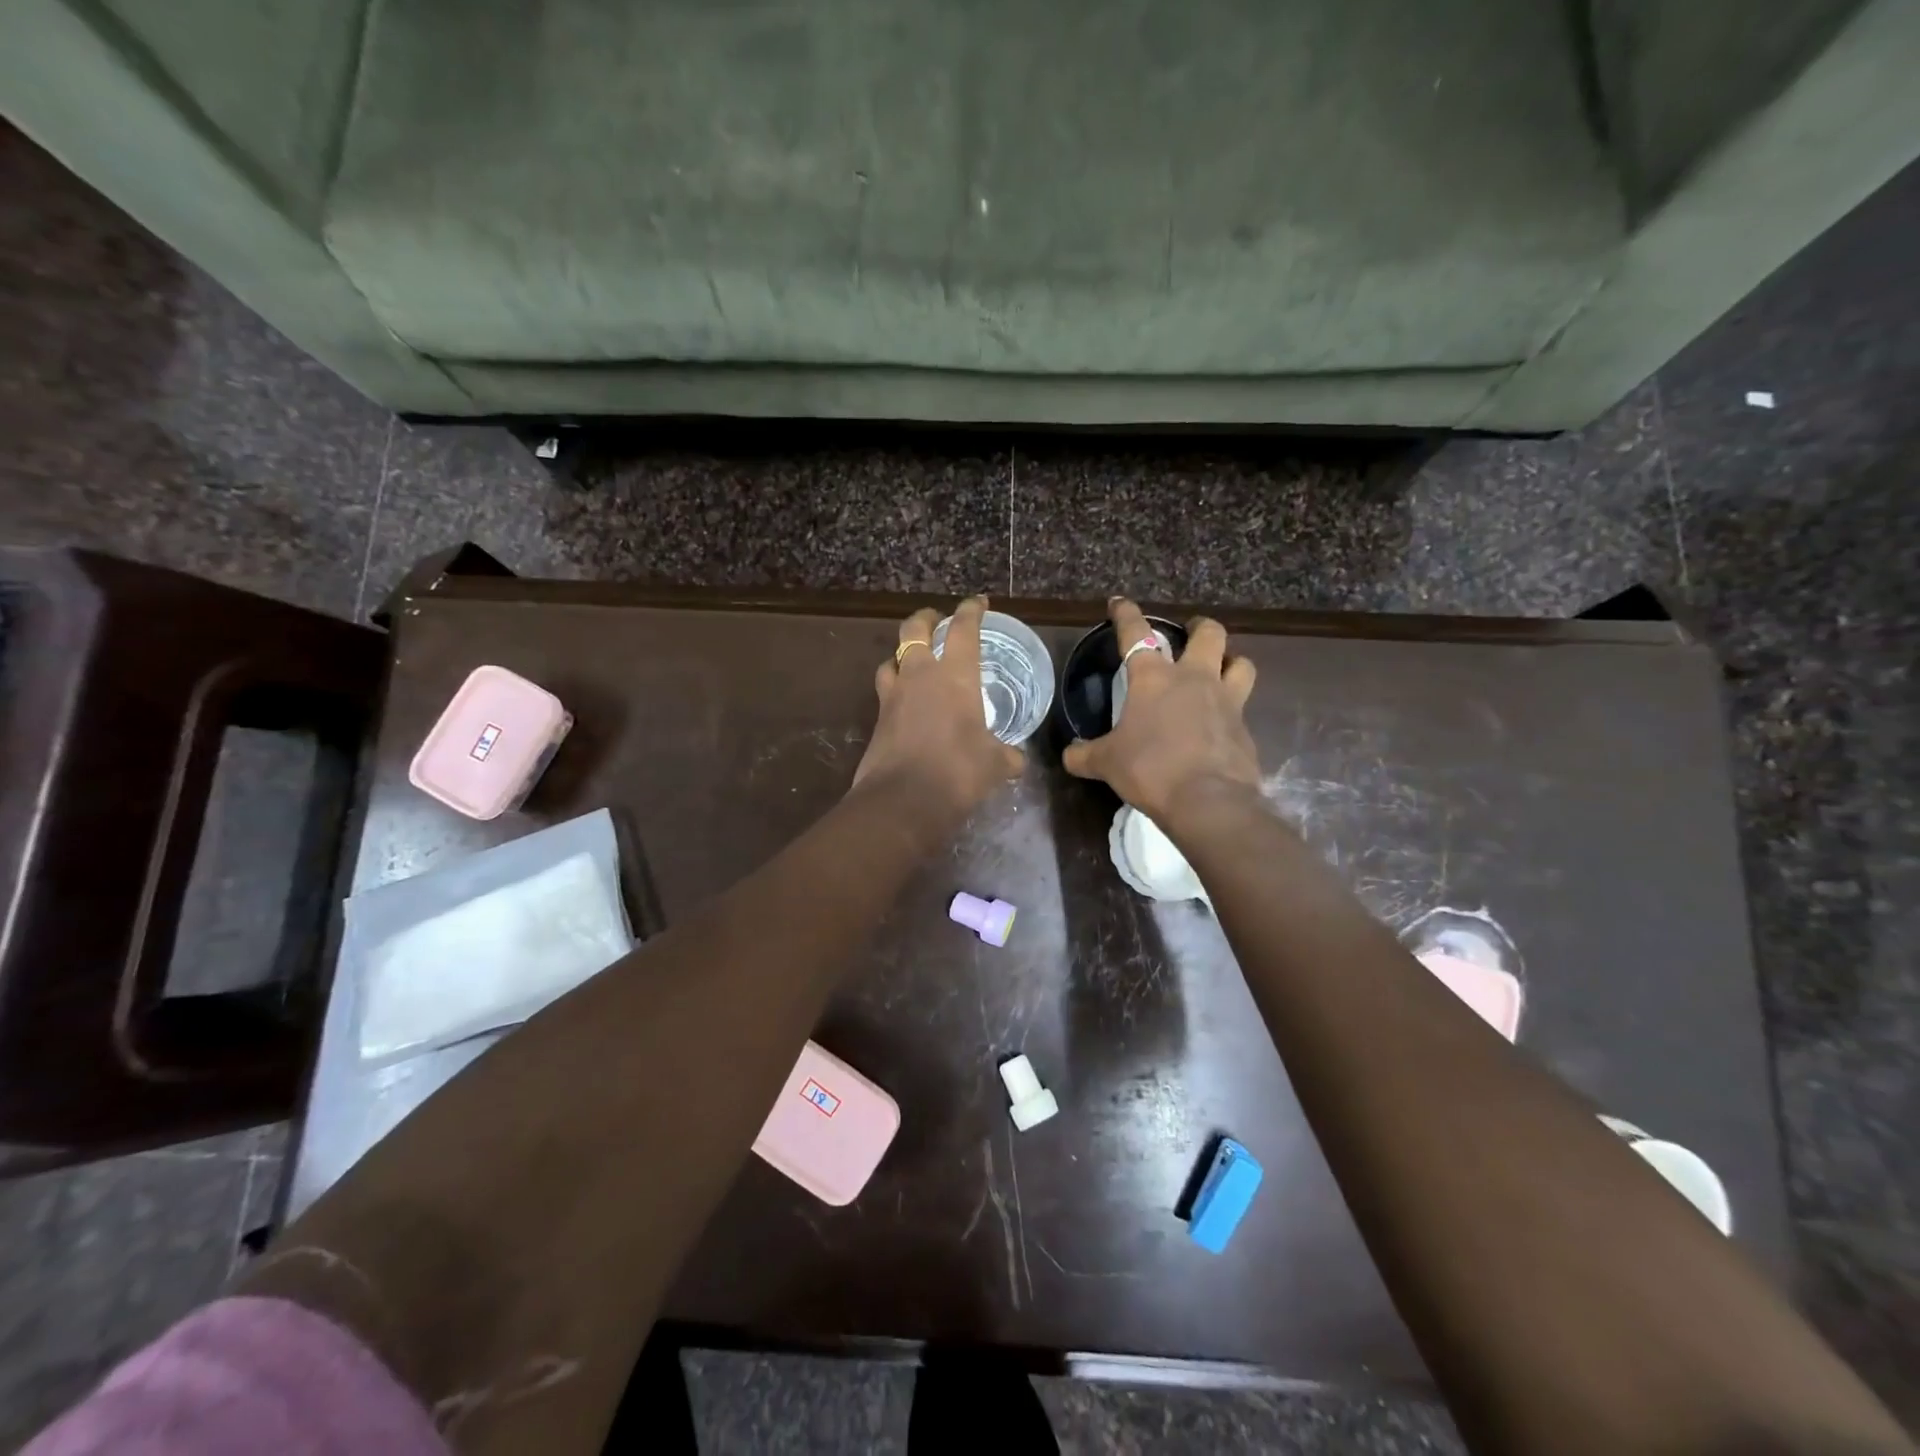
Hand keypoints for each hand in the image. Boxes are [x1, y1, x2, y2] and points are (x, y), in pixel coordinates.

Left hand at [853, 596, 1024, 817]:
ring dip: (902, 655)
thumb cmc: (959, 770)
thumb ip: (1007, 755)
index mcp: (954, 675)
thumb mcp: (996, 764)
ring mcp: (893, 697)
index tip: (979, 603)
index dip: (972, 611)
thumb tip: (1016, 759)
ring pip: (891, 660)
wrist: (903, 799)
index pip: (963, 629)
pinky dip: (895, 691)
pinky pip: (885, 694)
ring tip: (913, 663)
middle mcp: (919, 676)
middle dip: (925, 619)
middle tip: (935, 621)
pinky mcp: (877, 721)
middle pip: (913, 630)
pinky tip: (906, 706)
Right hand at [1062, 598, 1260, 823]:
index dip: (1126, 614)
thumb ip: (1085, 755)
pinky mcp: (1245, 729)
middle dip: (1199, 627)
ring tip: (1220, 670)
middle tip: (1191, 633)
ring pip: (1241, 663)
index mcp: (1154, 678)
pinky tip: (1221, 725)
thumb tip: (1069, 755)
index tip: (1119, 603)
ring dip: (1231, 661)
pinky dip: (1233, 709)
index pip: (1136, 633)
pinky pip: (1243, 707)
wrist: (1207, 800)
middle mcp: (1194, 679)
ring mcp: (1227, 701)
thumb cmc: (1150, 769)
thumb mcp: (1107, 763)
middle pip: (1209, 634)